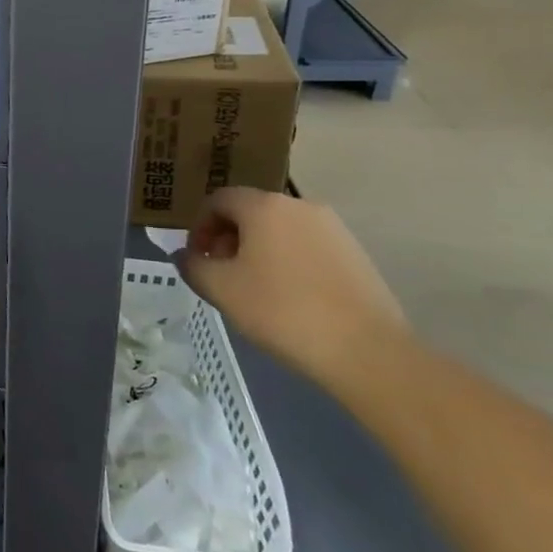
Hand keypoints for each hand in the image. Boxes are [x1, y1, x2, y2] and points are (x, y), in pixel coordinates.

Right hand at [174, 187, 409, 394]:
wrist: (367, 351)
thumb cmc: (281, 310)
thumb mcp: (220, 289)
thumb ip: (193, 265)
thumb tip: (186, 255)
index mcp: (264, 206)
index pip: (218, 200)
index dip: (199, 226)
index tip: (197, 258)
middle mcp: (300, 205)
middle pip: (250, 212)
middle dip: (228, 238)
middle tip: (221, 273)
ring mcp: (334, 229)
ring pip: (280, 230)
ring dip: (258, 250)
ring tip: (254, 288)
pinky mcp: (356, 254)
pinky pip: (307, 247)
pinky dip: (288, 262)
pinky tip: (289, 297)